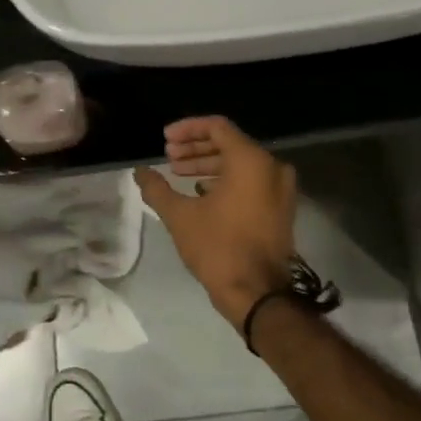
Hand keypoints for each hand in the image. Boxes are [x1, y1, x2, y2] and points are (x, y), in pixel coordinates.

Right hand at [134, 116, 295, 330]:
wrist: (258, 294)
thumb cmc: (218, 248)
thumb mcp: (180, 215)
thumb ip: (157, 188)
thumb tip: (140, 172)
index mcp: (251, 160)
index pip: (217, 127)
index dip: (187, 129)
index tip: (164, 140)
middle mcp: (271, 167)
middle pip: (229, 144)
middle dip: (196, 148)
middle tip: (169, 157)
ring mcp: (281, 189)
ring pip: (241, 163)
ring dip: (208, 165)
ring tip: (179, 174)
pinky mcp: (281, 208)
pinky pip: (252, 181)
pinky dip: (226, 180)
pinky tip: (201, 192)